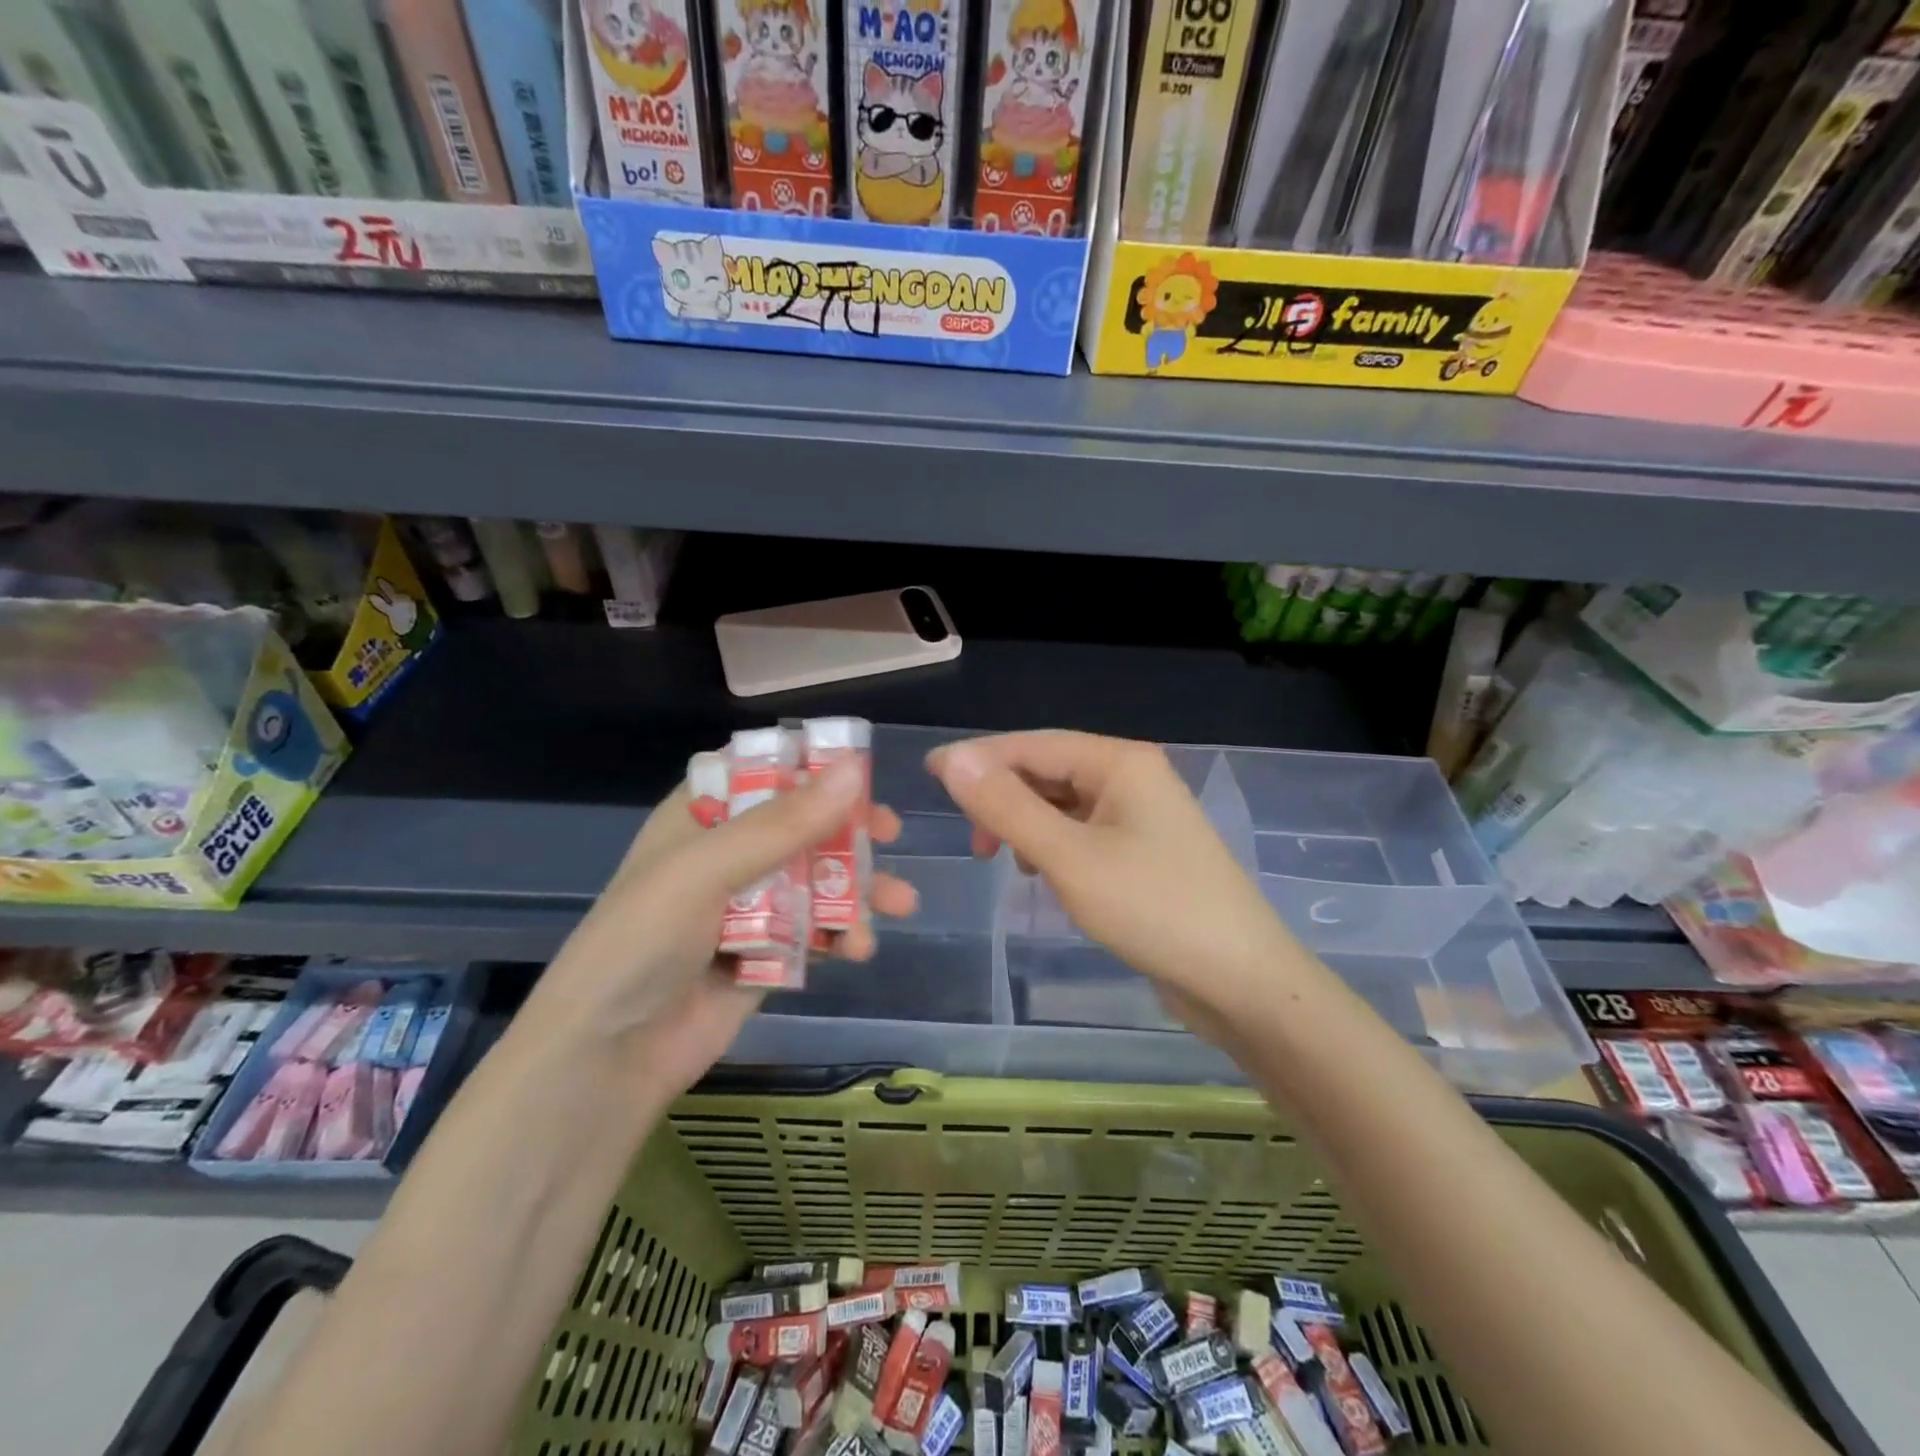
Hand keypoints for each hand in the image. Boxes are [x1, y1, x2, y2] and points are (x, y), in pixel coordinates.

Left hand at [526, 757, 917, 1099]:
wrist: (609, 1057)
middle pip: (800, 825)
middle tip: (890, 833)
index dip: (807, 765)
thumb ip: (783, 823)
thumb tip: (853, 770)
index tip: (857, 767)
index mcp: (701, 818)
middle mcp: (727, 855)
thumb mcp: (708, 870)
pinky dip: (843, 934)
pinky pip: (816, 930)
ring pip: (817, 880)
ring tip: (900, 903)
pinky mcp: (767, 954)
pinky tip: (859, 949)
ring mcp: (749, 907)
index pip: (759, 770)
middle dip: (848, 830)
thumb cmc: (644, 940)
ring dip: (859, 889)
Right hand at [927, 732, 1295, 1034]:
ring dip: (1026, 823)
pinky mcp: (1143, 850)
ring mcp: (1141, 815)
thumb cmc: (1153, 909)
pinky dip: (1053, 845)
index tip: (929, 774)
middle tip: (975, 843)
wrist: (1241, 980)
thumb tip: (953, 759)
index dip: (978, 758)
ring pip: (1063, 804)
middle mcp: (1131, 777)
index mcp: (1119, 762)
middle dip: (1004, 798)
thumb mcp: (1069, 857)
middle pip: (1048, 771)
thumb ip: (1008, 806)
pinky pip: (1082, 832)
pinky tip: (1043, 873)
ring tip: (1005, 861)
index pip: (1033, 744)